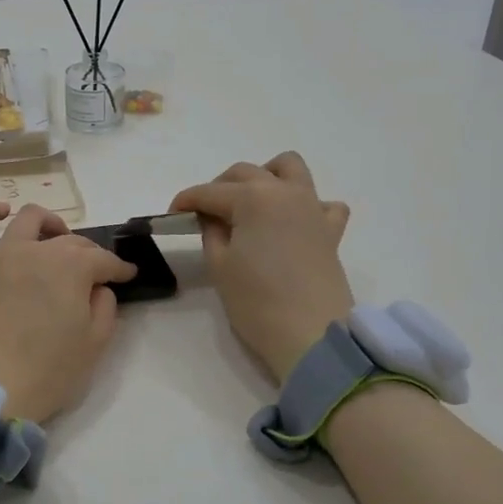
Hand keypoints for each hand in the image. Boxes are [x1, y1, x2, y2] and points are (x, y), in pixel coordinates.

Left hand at [0, 203, 136, 422]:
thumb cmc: (48, 371)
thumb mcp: (94, 345)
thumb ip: (105, 308)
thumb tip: (99, 288)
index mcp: (73, 268)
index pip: (104, 261)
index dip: (119, 269)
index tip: (127, 277)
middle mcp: (38, 251)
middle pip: (71, 242)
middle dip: (89, 254)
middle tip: (93, 274)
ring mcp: (1, 255)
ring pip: (28, 221)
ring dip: (49, 223)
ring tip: (55, 234)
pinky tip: (1, 212)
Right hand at [170, 153, 353, 382]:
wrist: (312, 334)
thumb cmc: (257, 301)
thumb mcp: (219, 265)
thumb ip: (211, 232)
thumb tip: (213, 218)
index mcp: (253, 198)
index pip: (210, 192)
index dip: (186, 201)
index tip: (172, 214)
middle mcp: (285, 192)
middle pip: (245, 173)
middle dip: (220, 187)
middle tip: (205, 214)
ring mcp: (312, 207)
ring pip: (289, 168)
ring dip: (265, 176)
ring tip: (250, 203)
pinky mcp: (330, 230)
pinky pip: (322, 202)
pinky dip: (306, 205)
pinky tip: (292, 223)